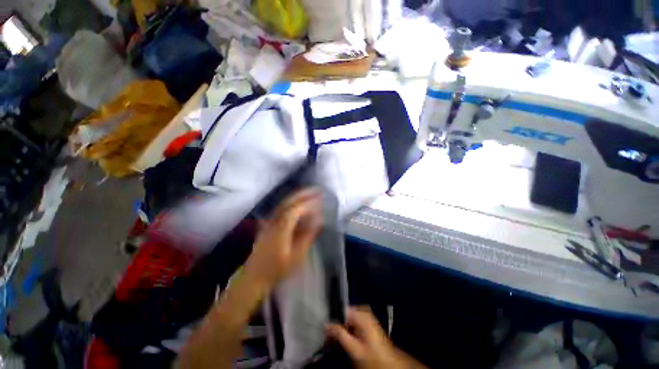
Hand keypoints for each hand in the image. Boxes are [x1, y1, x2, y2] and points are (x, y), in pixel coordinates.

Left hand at [244, 188, 323, 288]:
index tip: (320, 199)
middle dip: (303, 193)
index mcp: (281, 228)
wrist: (254, 276)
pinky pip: (282, 208)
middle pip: (288, 201)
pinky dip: (292, 203)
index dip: (309, 202)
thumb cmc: (277, 268)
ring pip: (284, 203)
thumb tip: (319, 220)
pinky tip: (298, 204)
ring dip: (297, 196)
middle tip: (317, 189)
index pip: (296, 209)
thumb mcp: (296, 255)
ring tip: (310, 193)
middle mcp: (274, 220)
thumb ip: (308, 236)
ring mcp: (269, 221)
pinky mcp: (268, 224)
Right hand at [326, 307, 426, 368]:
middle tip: (330, 336)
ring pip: (348, 318)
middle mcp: (364, 311)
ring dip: (342, 328)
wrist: (389, 362)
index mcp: (361, 313)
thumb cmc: (372, 355)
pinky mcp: (367, 322)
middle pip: (345, 314)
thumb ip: (339, 334)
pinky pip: (353, 321)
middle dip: (337, 324)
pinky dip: (348, 329)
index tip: (326, 330)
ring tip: (336, 339)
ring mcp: (366, 316)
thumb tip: (326, 324)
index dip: (333, 319)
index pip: (342, 310)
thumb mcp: (354, 348)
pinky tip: (346, 338)